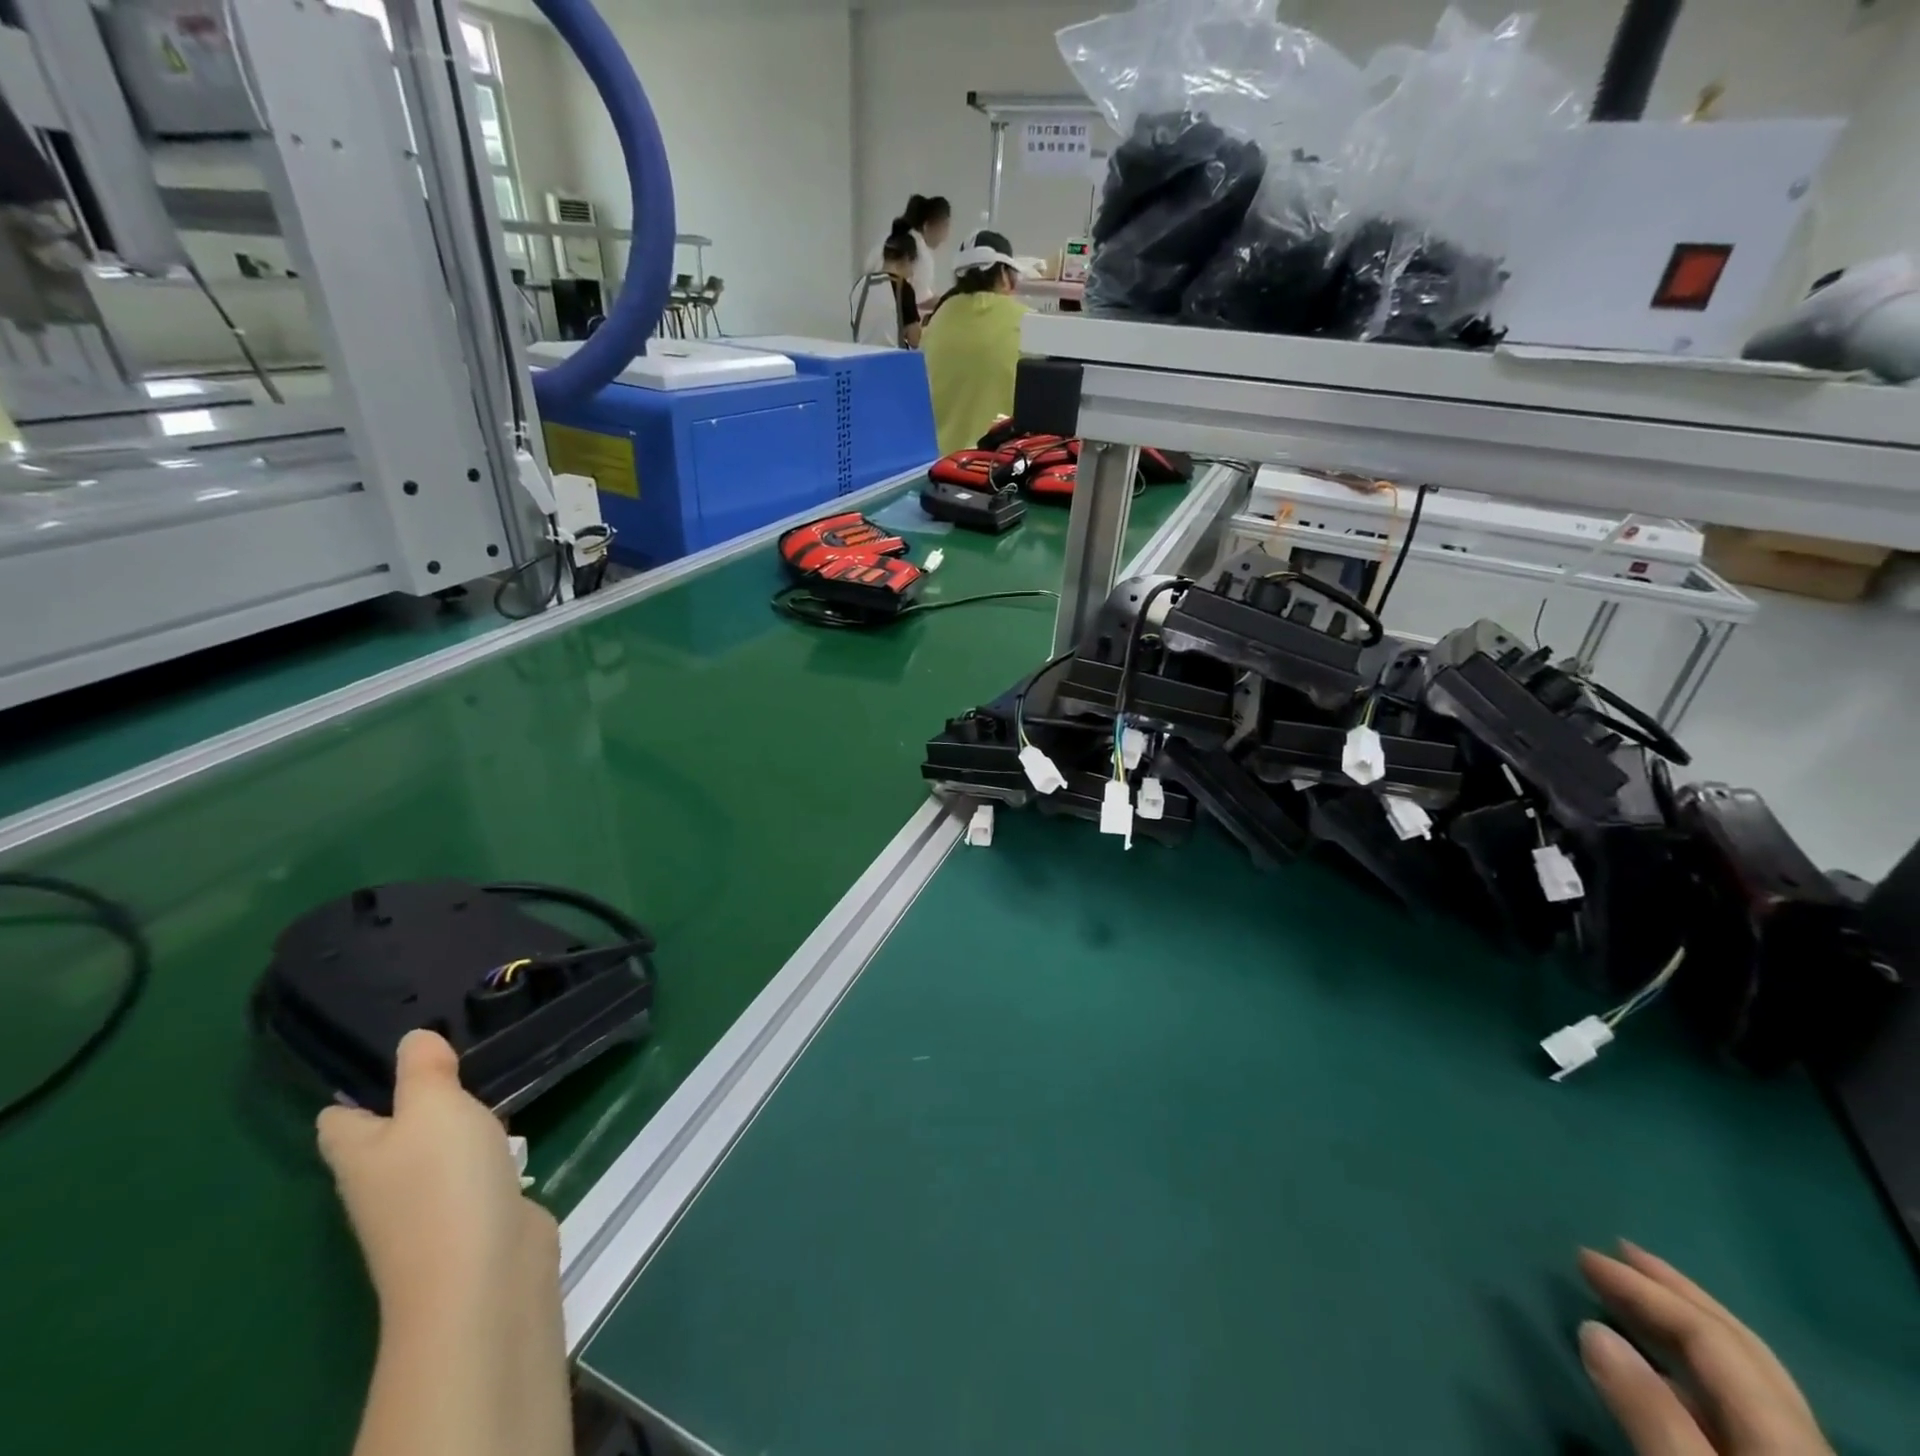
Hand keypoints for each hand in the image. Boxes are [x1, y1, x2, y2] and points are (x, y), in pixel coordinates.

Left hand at [317, 1030, 559, 1327]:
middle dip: (420, 1099)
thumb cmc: (444, 1180)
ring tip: (494, 1079)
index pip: (339, 1117)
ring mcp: (427, 1204)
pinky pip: (473, 1170)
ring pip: (436, 1150)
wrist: (482, 1272)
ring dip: (459, 1124)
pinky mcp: (471, 1215)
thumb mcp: (433, 1107)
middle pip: (390, 1134)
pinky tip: (515, 1129)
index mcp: (359, 1155)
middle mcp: (383, 1182)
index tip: (395, 1051)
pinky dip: (489, 1150)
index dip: (358, 1087)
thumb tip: (412, 1038)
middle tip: (460, 1051)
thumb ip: (423, 1070)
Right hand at [1577, 1242, 1832, 1455]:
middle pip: (1743, 1352)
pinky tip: (1666, 1377)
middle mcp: (1803, 1446)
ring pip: (1750, 1381)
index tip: (1580, 1257)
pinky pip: (1745, 1411)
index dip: (1645, 1292)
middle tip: (1615, 1251)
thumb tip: (1593, 1330)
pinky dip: (1697, 1373)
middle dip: (1675, 1294)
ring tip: (1634, 1300)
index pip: (1712, 1341)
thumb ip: (1652, 1421)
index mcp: (1786, 1440)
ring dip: (1686, 1327)